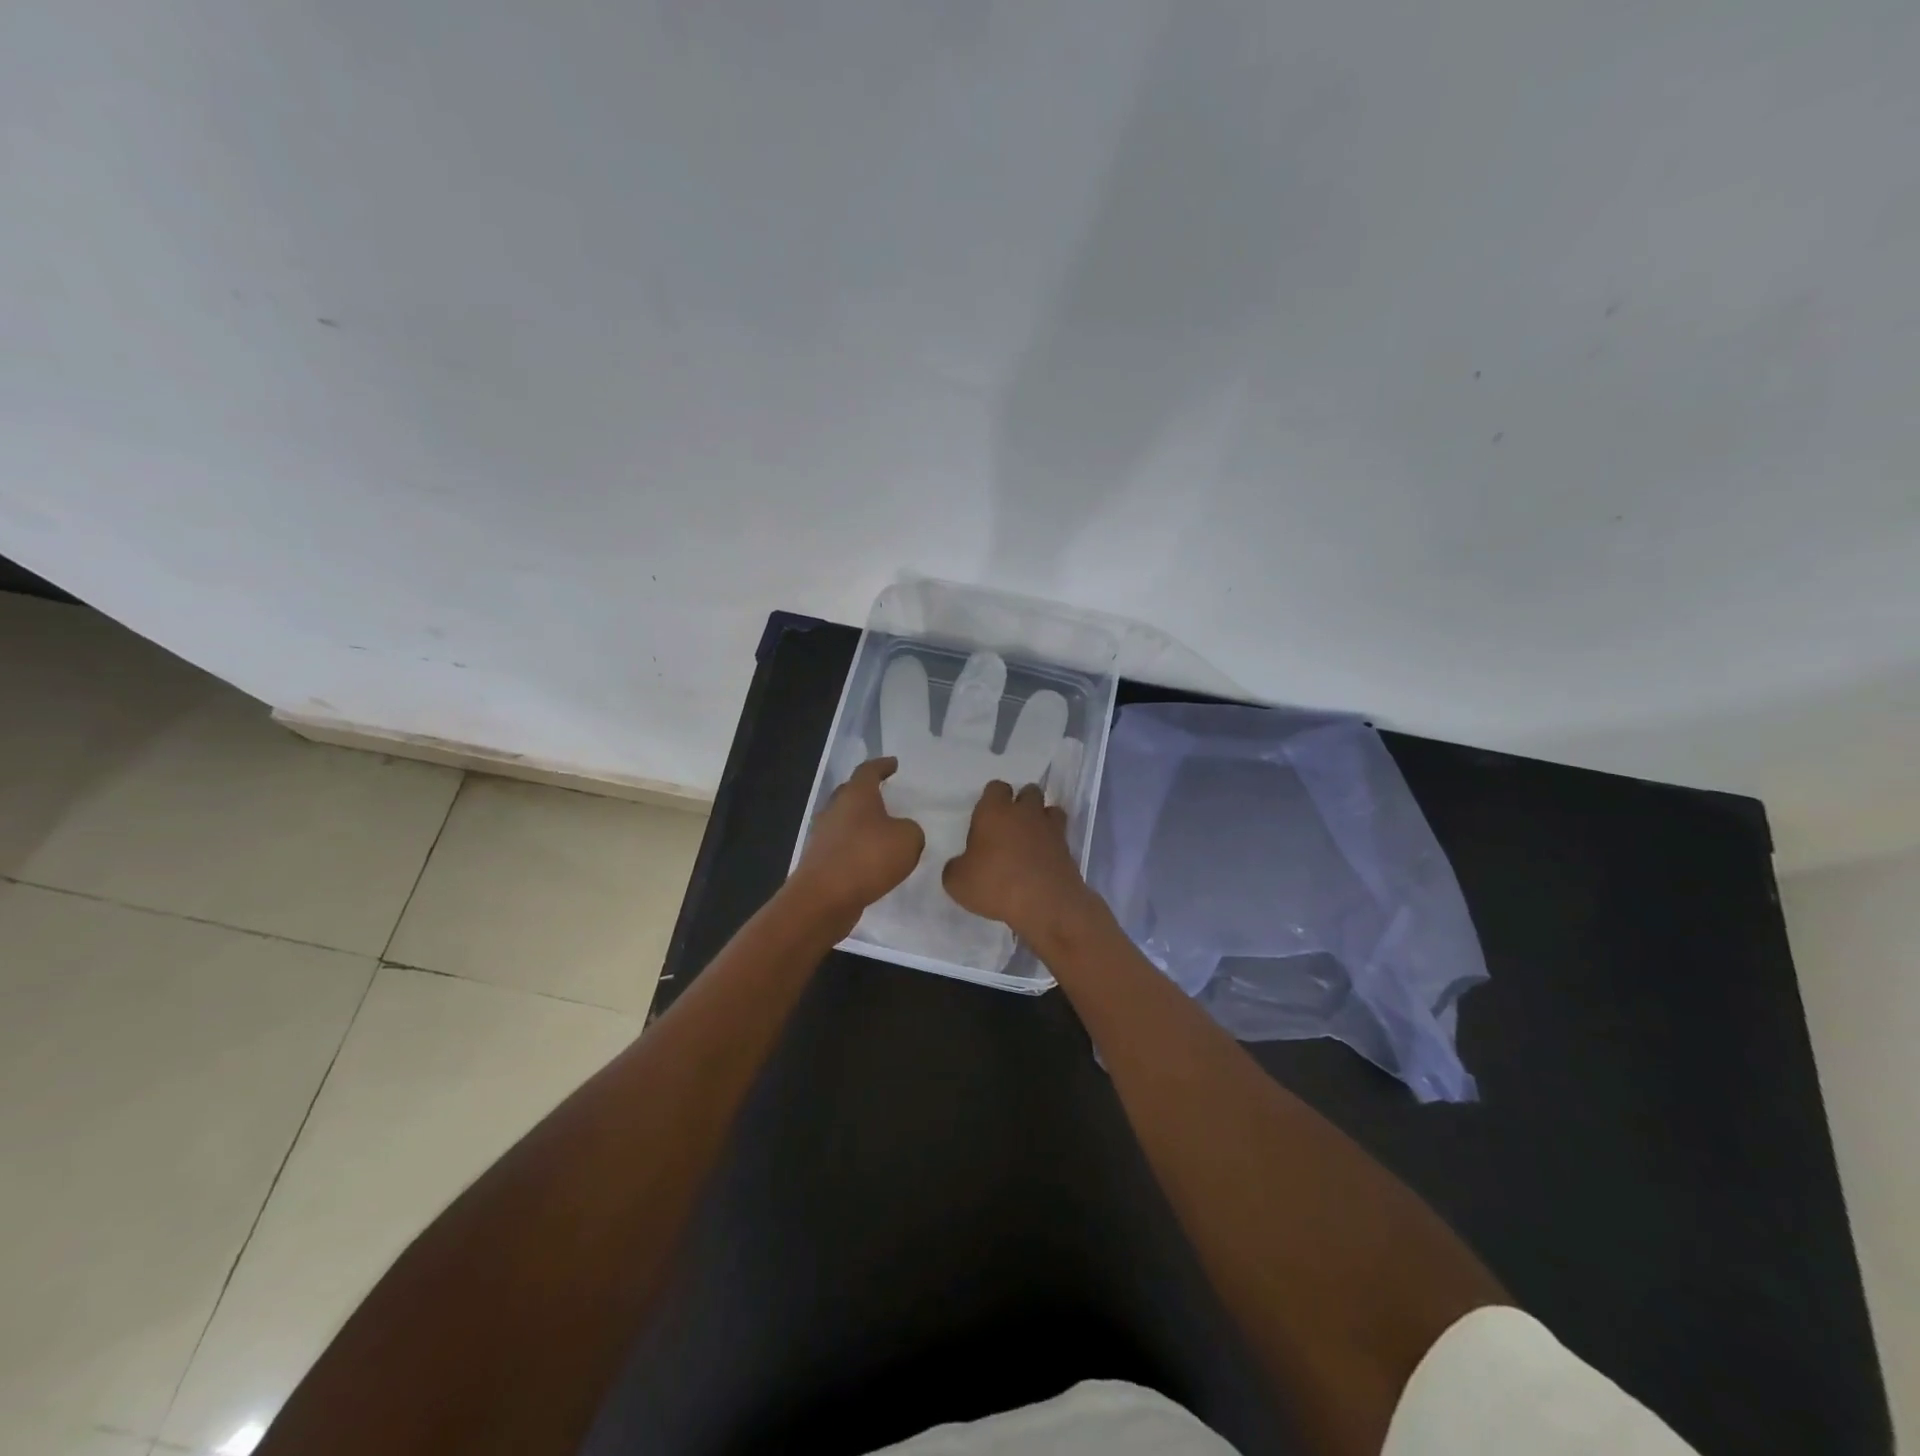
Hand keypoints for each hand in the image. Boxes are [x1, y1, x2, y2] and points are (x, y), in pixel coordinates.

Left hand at [789, 757, 924, 925]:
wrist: (823, 899)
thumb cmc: (867, 858)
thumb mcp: (908, 840)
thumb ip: (912, 830)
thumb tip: (902, 832)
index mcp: (856, 795)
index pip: (868, 770)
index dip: (882, 765)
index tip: (893, 764)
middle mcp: (835, 809)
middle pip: (851, 792)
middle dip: (867, 792)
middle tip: (885, 795)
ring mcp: (822, 835)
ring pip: (844, 820)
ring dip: (861, 822)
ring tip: (881, 830)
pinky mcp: (819, 860)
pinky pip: (841, 845)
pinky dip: (856, 847)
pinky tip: (870, 859)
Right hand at [942, 781, 1098, 942]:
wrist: (1045, 904)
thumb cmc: (995, 884)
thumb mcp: (957, 882)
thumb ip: (956, 867)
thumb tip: (961, 864)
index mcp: (994, 811)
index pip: (995, 787)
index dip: (991, 799)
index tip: (985, 817)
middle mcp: (1024, 812)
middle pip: (1028, 791)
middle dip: (1021, 802)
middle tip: (1009, 825)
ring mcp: (1050, 828)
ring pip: (1050, 809)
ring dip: (1041, 818)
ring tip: (1031, 838)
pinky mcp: (1068, 848)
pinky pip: (1060, 835)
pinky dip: (1053, 842)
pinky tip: (1042, 859)